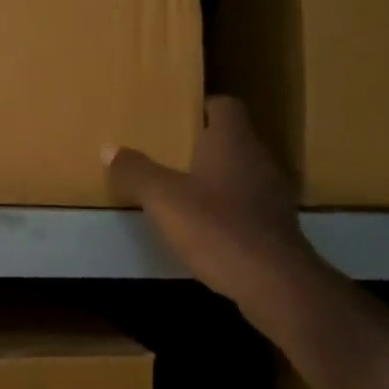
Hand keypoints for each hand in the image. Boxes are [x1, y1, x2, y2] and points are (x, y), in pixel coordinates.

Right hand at [107, 96, 316, 300]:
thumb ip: (136, 171)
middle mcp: (259, 158)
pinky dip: (229, 208)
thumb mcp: (164, 198)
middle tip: (168, 153)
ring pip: (241, 172)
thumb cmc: (217, 227)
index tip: (175, 118)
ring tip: (183, 190)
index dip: (201, 108)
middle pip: (232, 139)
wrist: (275, 283)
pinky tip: (207, 226)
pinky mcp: (278, 226)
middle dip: (203, 144)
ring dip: (216, 178)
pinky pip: (249, 204)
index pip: (224, 105)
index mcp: (233, 141)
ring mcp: (273, 193)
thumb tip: (109, 148)